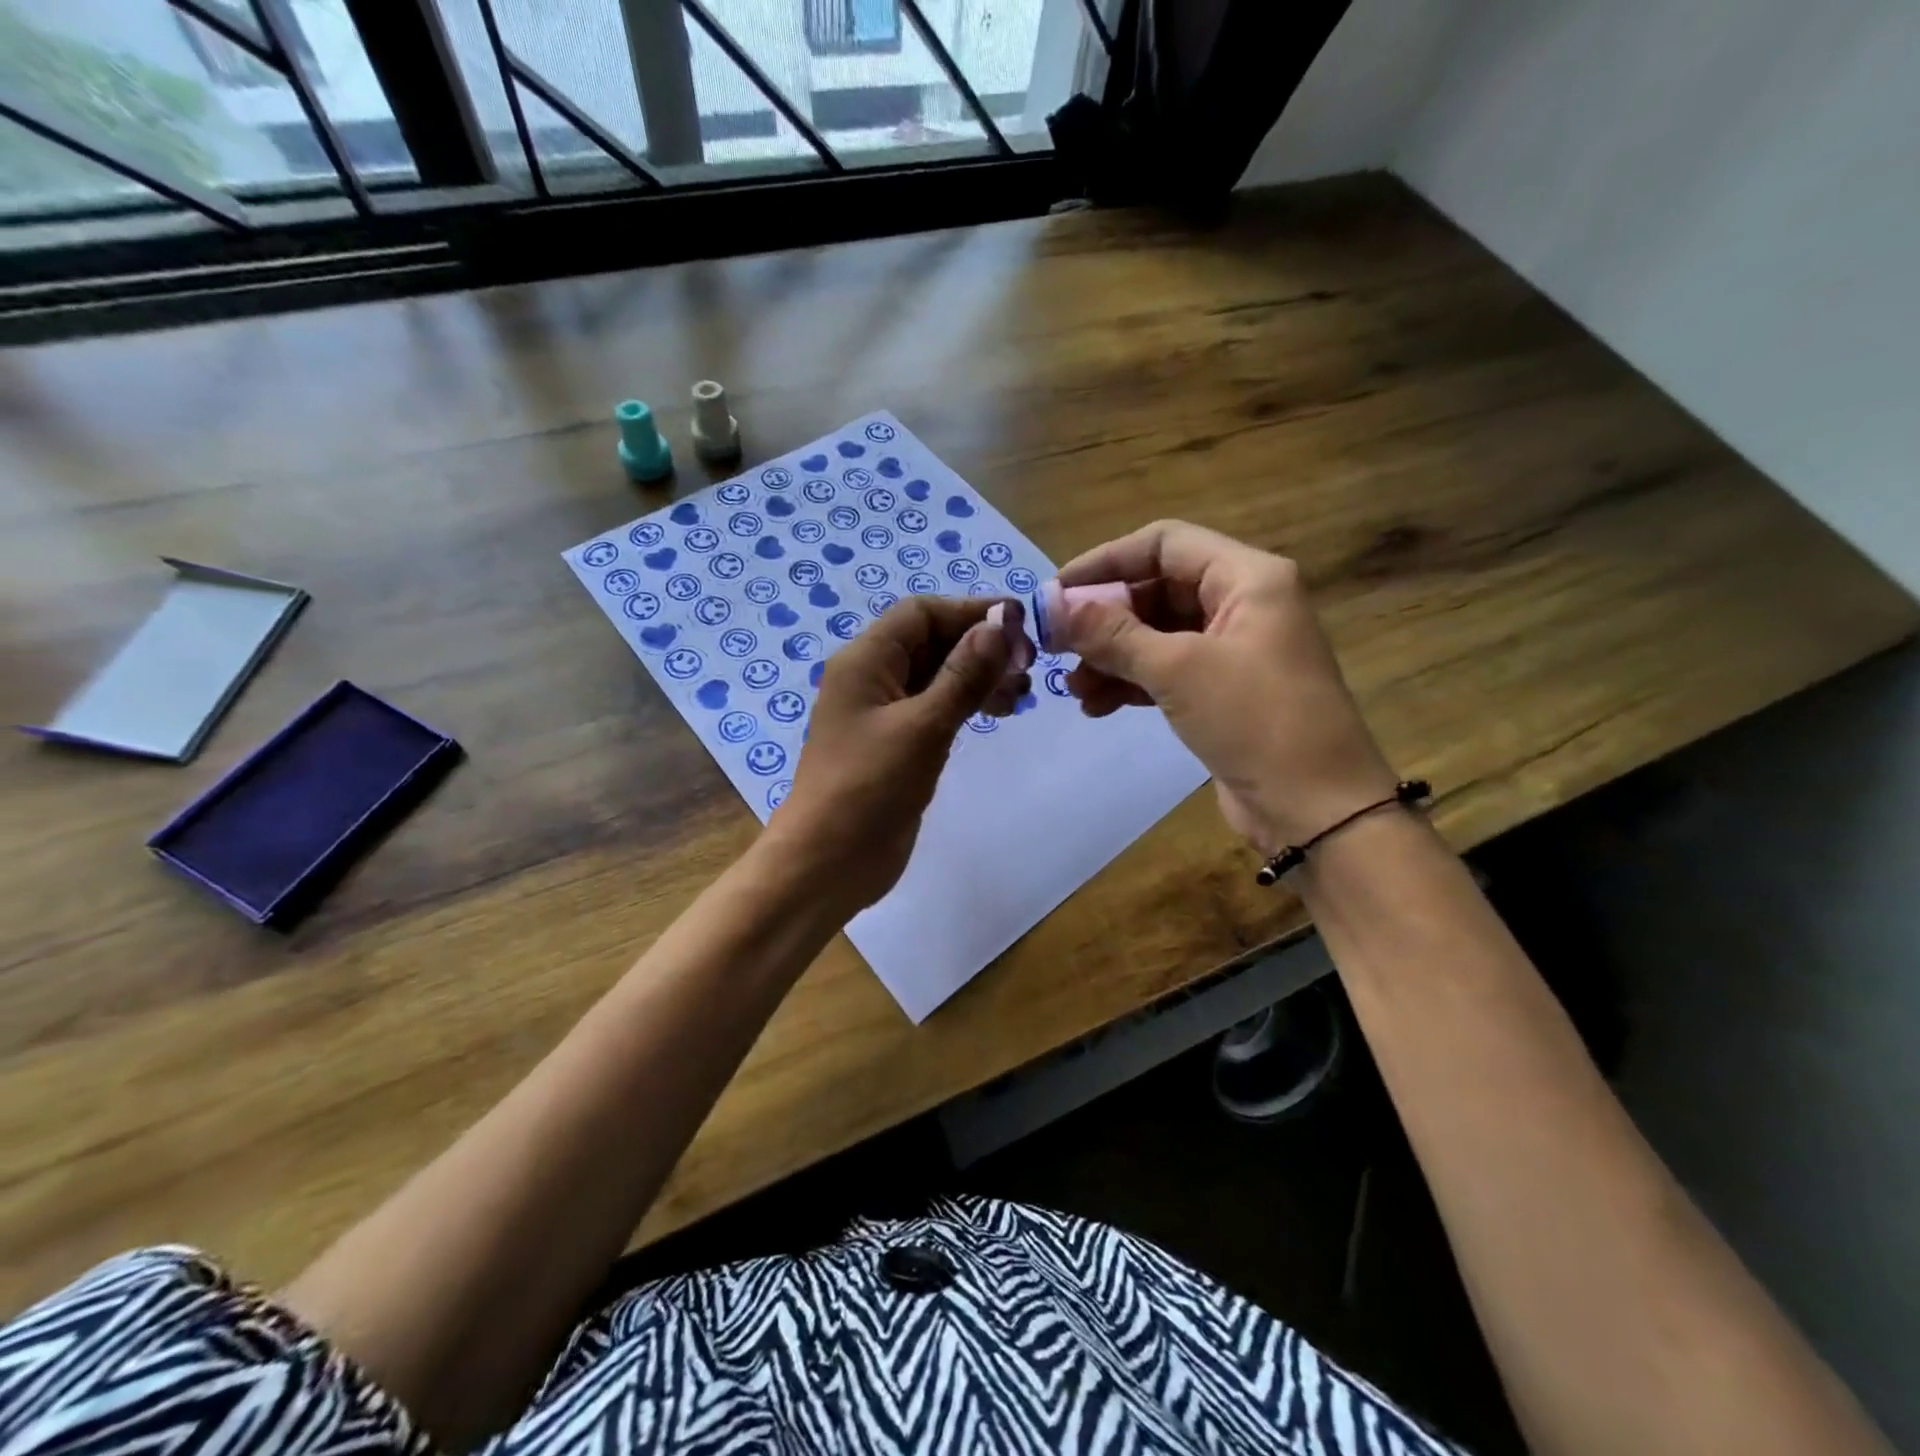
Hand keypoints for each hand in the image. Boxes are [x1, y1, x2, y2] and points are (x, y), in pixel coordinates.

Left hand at [768, 596, 1026, 912]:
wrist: (829, 862)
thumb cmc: (870, 787)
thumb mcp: (923, 726)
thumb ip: (964, 674)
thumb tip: (1001, 623)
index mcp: (865, 661)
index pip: (921, 614)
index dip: (970, 611)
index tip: (1020, 623)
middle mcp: (871, 678)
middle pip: (931, 642)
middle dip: (980, 646)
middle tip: (1029, 665)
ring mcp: (883, 714)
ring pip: (936, 677)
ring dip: (978, 677)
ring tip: (1021, 693)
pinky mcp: (896, 745)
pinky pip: (935, 709)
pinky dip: (966, 705)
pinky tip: (998, 713)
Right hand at [1056, 519, 1396, 854]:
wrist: (1315, 809)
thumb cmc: (1255, 721)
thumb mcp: (1177, 670)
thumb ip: (1112, 634)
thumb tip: (1053, 607)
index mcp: (1247, 577)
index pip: (1164, 544)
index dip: (1106, 561)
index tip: (1057, 592)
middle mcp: (1242, 603)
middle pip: (1157, 589)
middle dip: (1104, 619)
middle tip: (1057, 645)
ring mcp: (1233, 649)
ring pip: (1157, 634)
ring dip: (1111, 656)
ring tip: (1073, 688)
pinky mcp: (1223, 691)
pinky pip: (1166, 671)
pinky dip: (1131, 683)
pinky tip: (1096, 707)